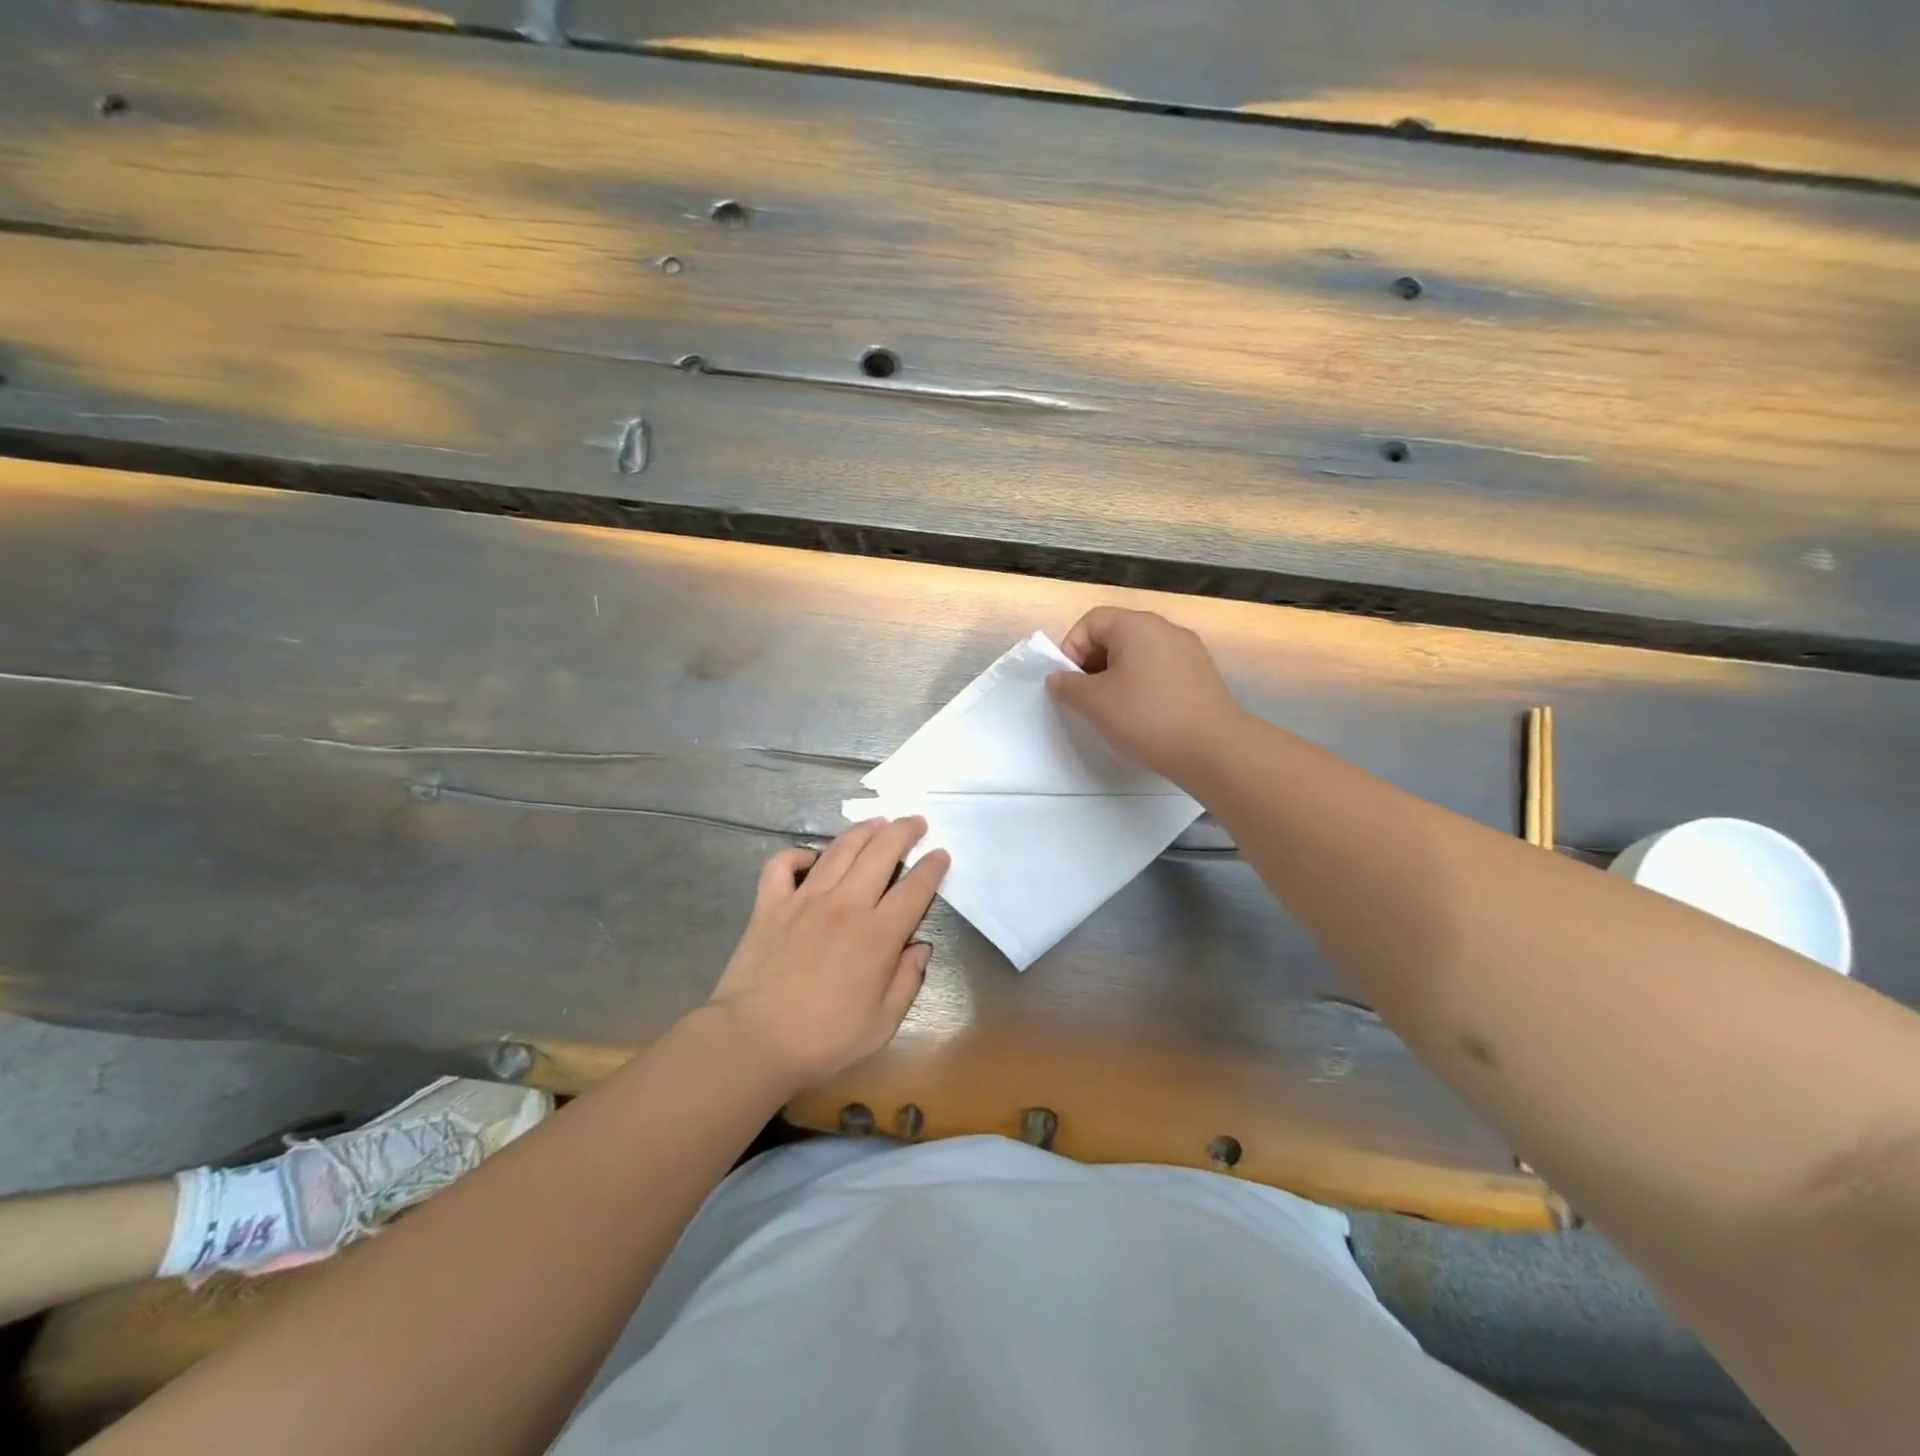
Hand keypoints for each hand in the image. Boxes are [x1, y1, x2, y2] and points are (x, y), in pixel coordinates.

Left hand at [705, 818, 948, 1092]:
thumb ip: (908, 980)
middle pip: (881, 852)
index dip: (933, 866)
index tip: (941, 854)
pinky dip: (796, 854)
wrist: (754, 1041)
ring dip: (863, 831)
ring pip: (840, 849)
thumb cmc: (824, 1039)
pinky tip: (810, 858)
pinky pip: (782, 864)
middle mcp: (846, 905)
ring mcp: (805, 899)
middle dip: (904, 831)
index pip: (916, 887)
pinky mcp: (770, 904)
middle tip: (915, 823)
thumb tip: (920, 947)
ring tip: (878, 823)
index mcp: (878, 934)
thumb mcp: (883, 1023)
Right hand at [1047, 606, 1240, 779]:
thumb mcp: (1093, 703)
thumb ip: (1067, 686)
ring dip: (1118, 678)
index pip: (1090, 622)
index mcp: (1136, 625)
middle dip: (1093, 665)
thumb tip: (1059, 678)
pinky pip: (1160, 672)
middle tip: (1087, 700)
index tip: (1069, 685)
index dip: (1071, 650)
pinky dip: (1144, 688)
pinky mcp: (1202, 675)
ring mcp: (1188, 651)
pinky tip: (1144, 717)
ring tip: (1114, 712)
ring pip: (1138, 656)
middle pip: (1115, 636)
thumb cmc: (1145, 717)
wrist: (1213, 749)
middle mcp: (1164, 628)